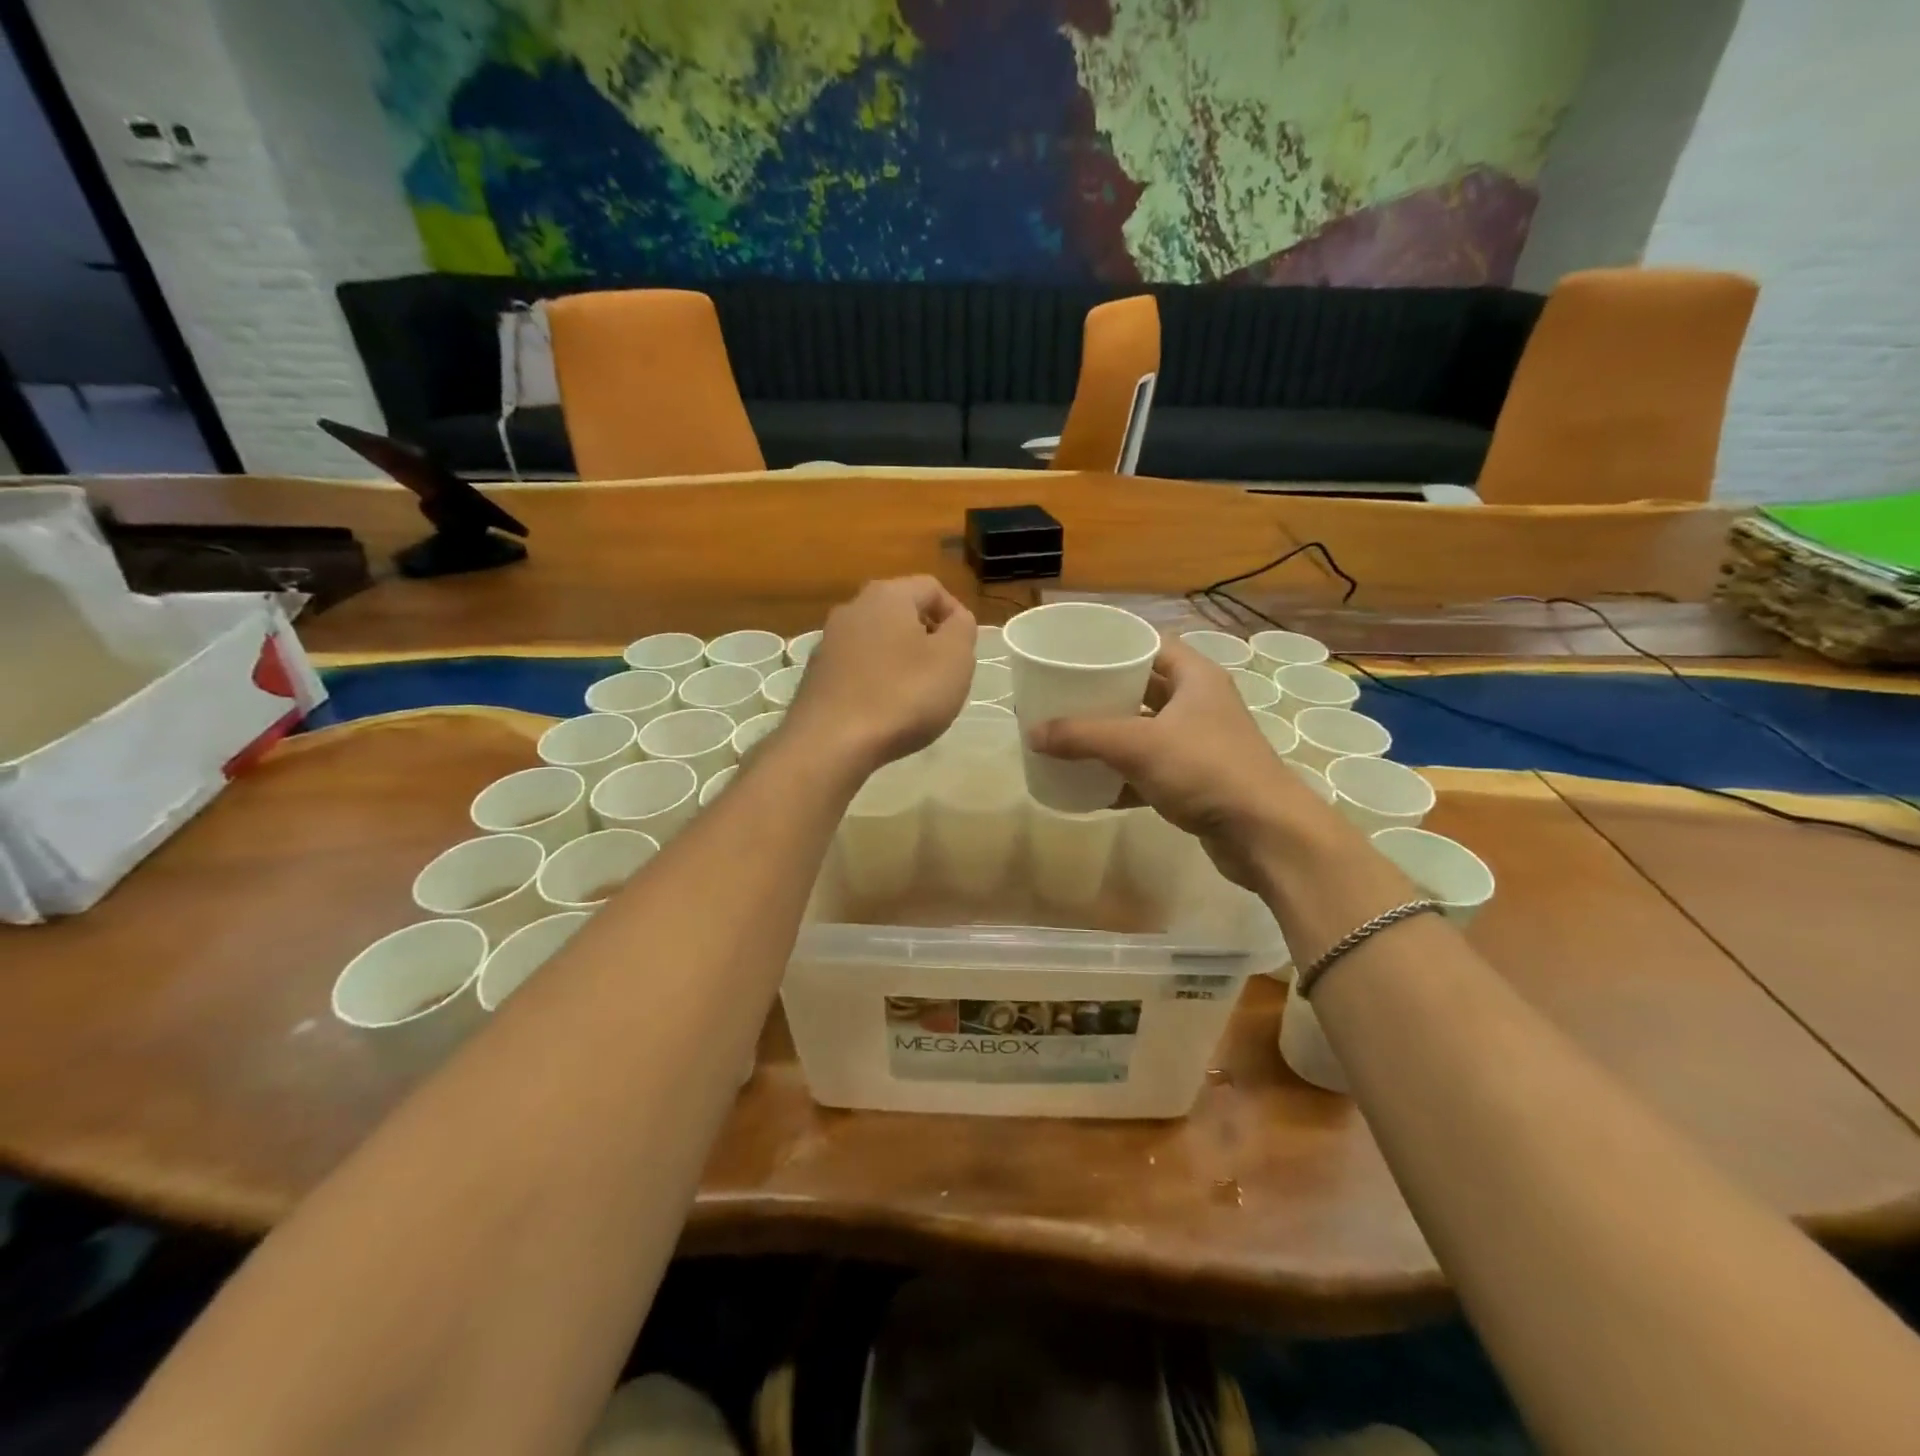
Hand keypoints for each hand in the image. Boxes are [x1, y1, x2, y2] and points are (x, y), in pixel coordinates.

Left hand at [784, 577, 975, 774]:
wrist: (831, 743)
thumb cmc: (903, 695)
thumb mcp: (954, 659)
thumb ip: (962, 629)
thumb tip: (955, 619)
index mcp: (887, 595)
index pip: (933, 587)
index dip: (956, 615)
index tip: (965, 651)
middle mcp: (852, 608)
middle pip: (901, 612)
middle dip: (927, 638)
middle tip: (944, 673)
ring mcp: (828, 642)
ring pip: (877, 641)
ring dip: (901, 660)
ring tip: (916, 696)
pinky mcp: (815, 675)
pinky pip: (857, 668)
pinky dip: (876, 680)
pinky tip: (884, 711)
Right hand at [1026, 637, 1355, 889]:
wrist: (1264, 834)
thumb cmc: (1205, 769)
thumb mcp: (1138, 745)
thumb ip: (1083, 735)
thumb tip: (1032, 733)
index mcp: (1196, 678)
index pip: (1151, 645)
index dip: (1116, 645)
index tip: (1077, 652)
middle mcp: (1200, 704)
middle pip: (1144, 688)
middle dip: (1105, 694)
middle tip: (1064, 696)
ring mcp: (1201, 744)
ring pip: (1146, 731)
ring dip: (1112, 737)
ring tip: (1070, 738)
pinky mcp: (1198, 781)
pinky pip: (1151, 770)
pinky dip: (1124, 776)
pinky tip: (1092, 786)